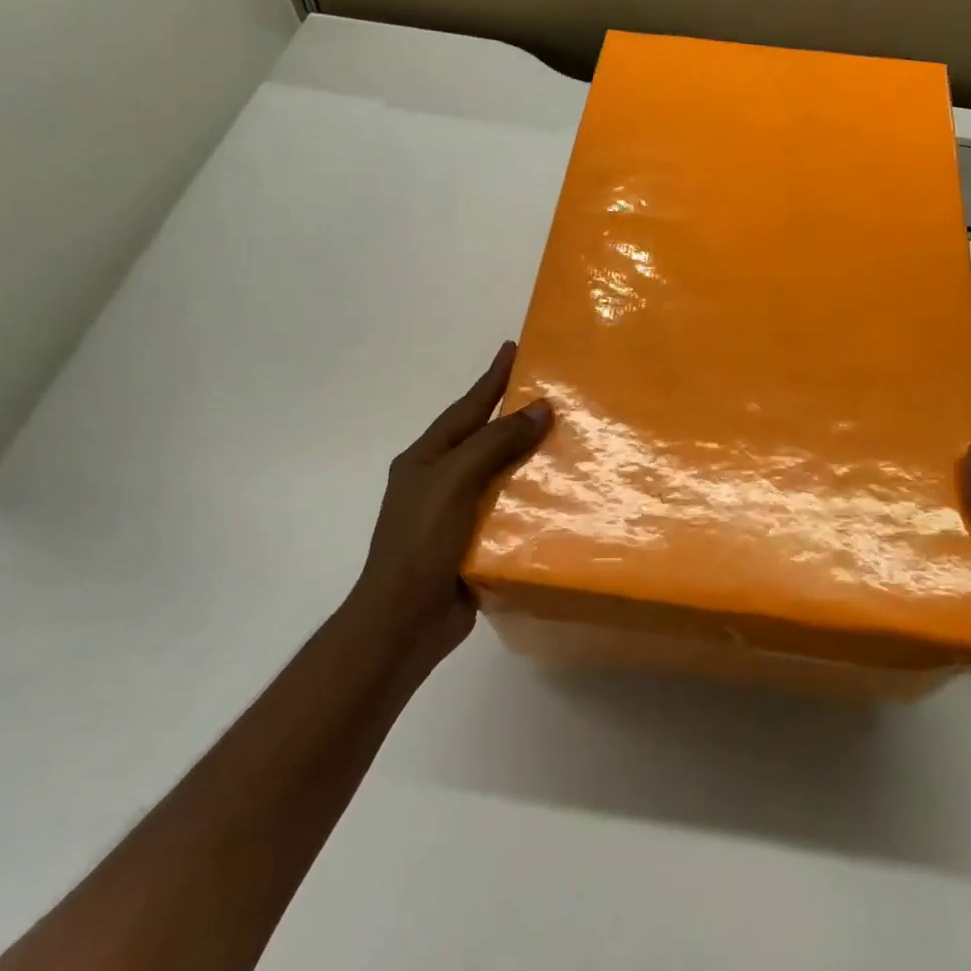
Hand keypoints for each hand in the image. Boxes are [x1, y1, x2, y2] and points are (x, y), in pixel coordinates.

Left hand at [354, 341, 552, 660]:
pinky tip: (562, 492)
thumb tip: (540, 407)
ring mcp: (456, 512)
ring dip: (529, 456)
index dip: (491, 378)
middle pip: (484, 437)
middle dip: (514, 414)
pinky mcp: (474, 542)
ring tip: (567, 438)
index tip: (514, 347)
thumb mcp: (454, 481)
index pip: (466, 407)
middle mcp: (440, 480)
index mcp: (426, 459)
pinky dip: (532, 497)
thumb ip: (495, 442)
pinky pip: (509, 508)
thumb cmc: (421, 543)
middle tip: (553, 391)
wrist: (403, 623)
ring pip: (500, 472)